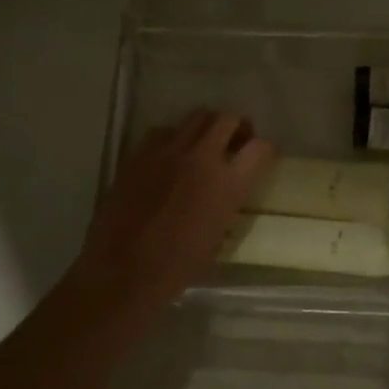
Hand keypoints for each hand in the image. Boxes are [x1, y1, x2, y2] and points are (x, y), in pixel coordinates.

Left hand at [70, 110, 275, 317]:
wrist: (123, 272)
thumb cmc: (177, 267)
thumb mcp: (218, 237)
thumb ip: (227, 204)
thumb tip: (227, 192)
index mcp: (227, 184)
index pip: (260, 148)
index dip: (265, 150)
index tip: (261, 158)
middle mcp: (201, 158)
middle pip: (228, 118)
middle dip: (237, 127)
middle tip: (236, 142)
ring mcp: (167, 151)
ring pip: (196, 117)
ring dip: (207, 127)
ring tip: (203, 146)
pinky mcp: (139, 154)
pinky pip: (164, 131)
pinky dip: (174, 138)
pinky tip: (169, 158)